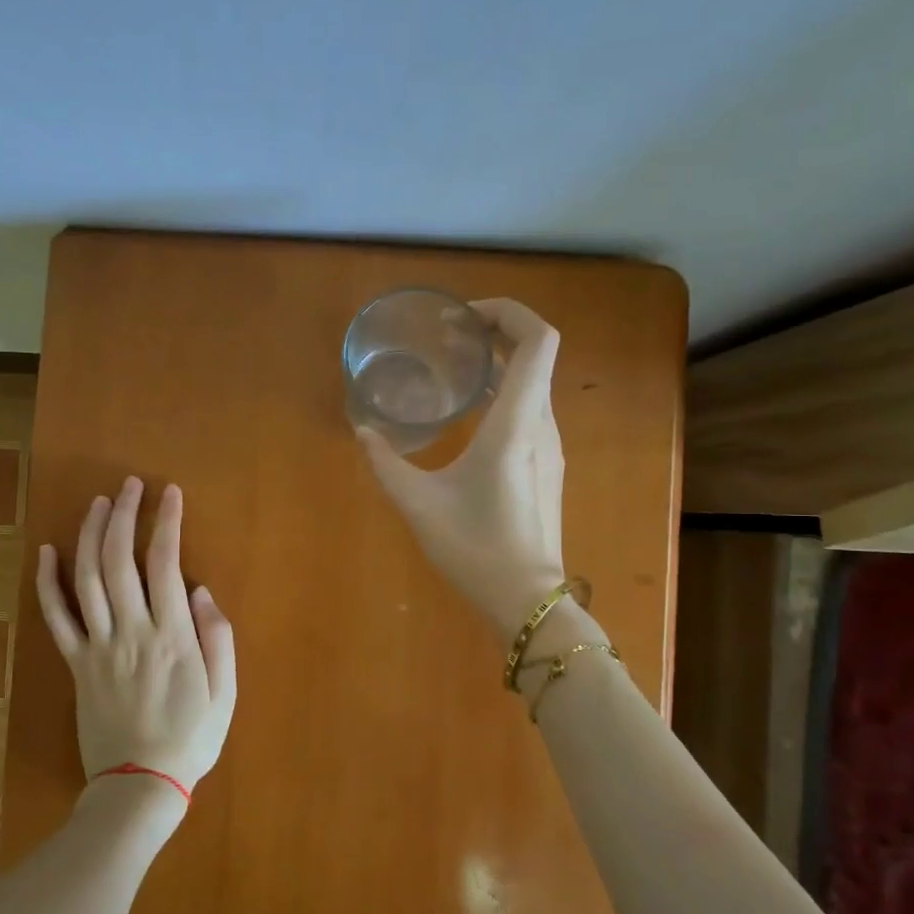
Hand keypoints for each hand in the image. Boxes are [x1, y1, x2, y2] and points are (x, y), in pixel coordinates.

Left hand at [35, 477, 235, 795]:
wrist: (139, 785)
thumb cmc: (191, 738)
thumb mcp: (224, 692)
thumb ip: (217, 638)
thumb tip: (201, 591)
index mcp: (172, 636)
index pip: (166, 563)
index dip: (166, 522)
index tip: (170, 493)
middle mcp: (131, 631)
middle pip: (120, 560)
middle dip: (125, 515)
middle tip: (130, 485)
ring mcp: (97, 646)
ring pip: (87, 579)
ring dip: (90, 535)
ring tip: (98, 503)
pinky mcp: (75, 664)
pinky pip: (56, 618)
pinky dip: (48, 583)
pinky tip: (47, 552)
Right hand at [357, 298, 566, 637]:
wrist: (526, 601)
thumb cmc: (474, 548)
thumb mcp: (417, 503)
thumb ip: (385, 463)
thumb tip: (363, 432)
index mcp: (516, 423)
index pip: (538, 340)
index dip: (510, 313)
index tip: (467, 318)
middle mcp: (542, 425)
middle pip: (537, 355)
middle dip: (497, 334)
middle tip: (451, 338)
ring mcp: (550, 447)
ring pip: (535, 384)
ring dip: (501, 365)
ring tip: (456, 369)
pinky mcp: (546, 466)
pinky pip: (531, 410)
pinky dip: (505, 394)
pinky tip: (470, 415)